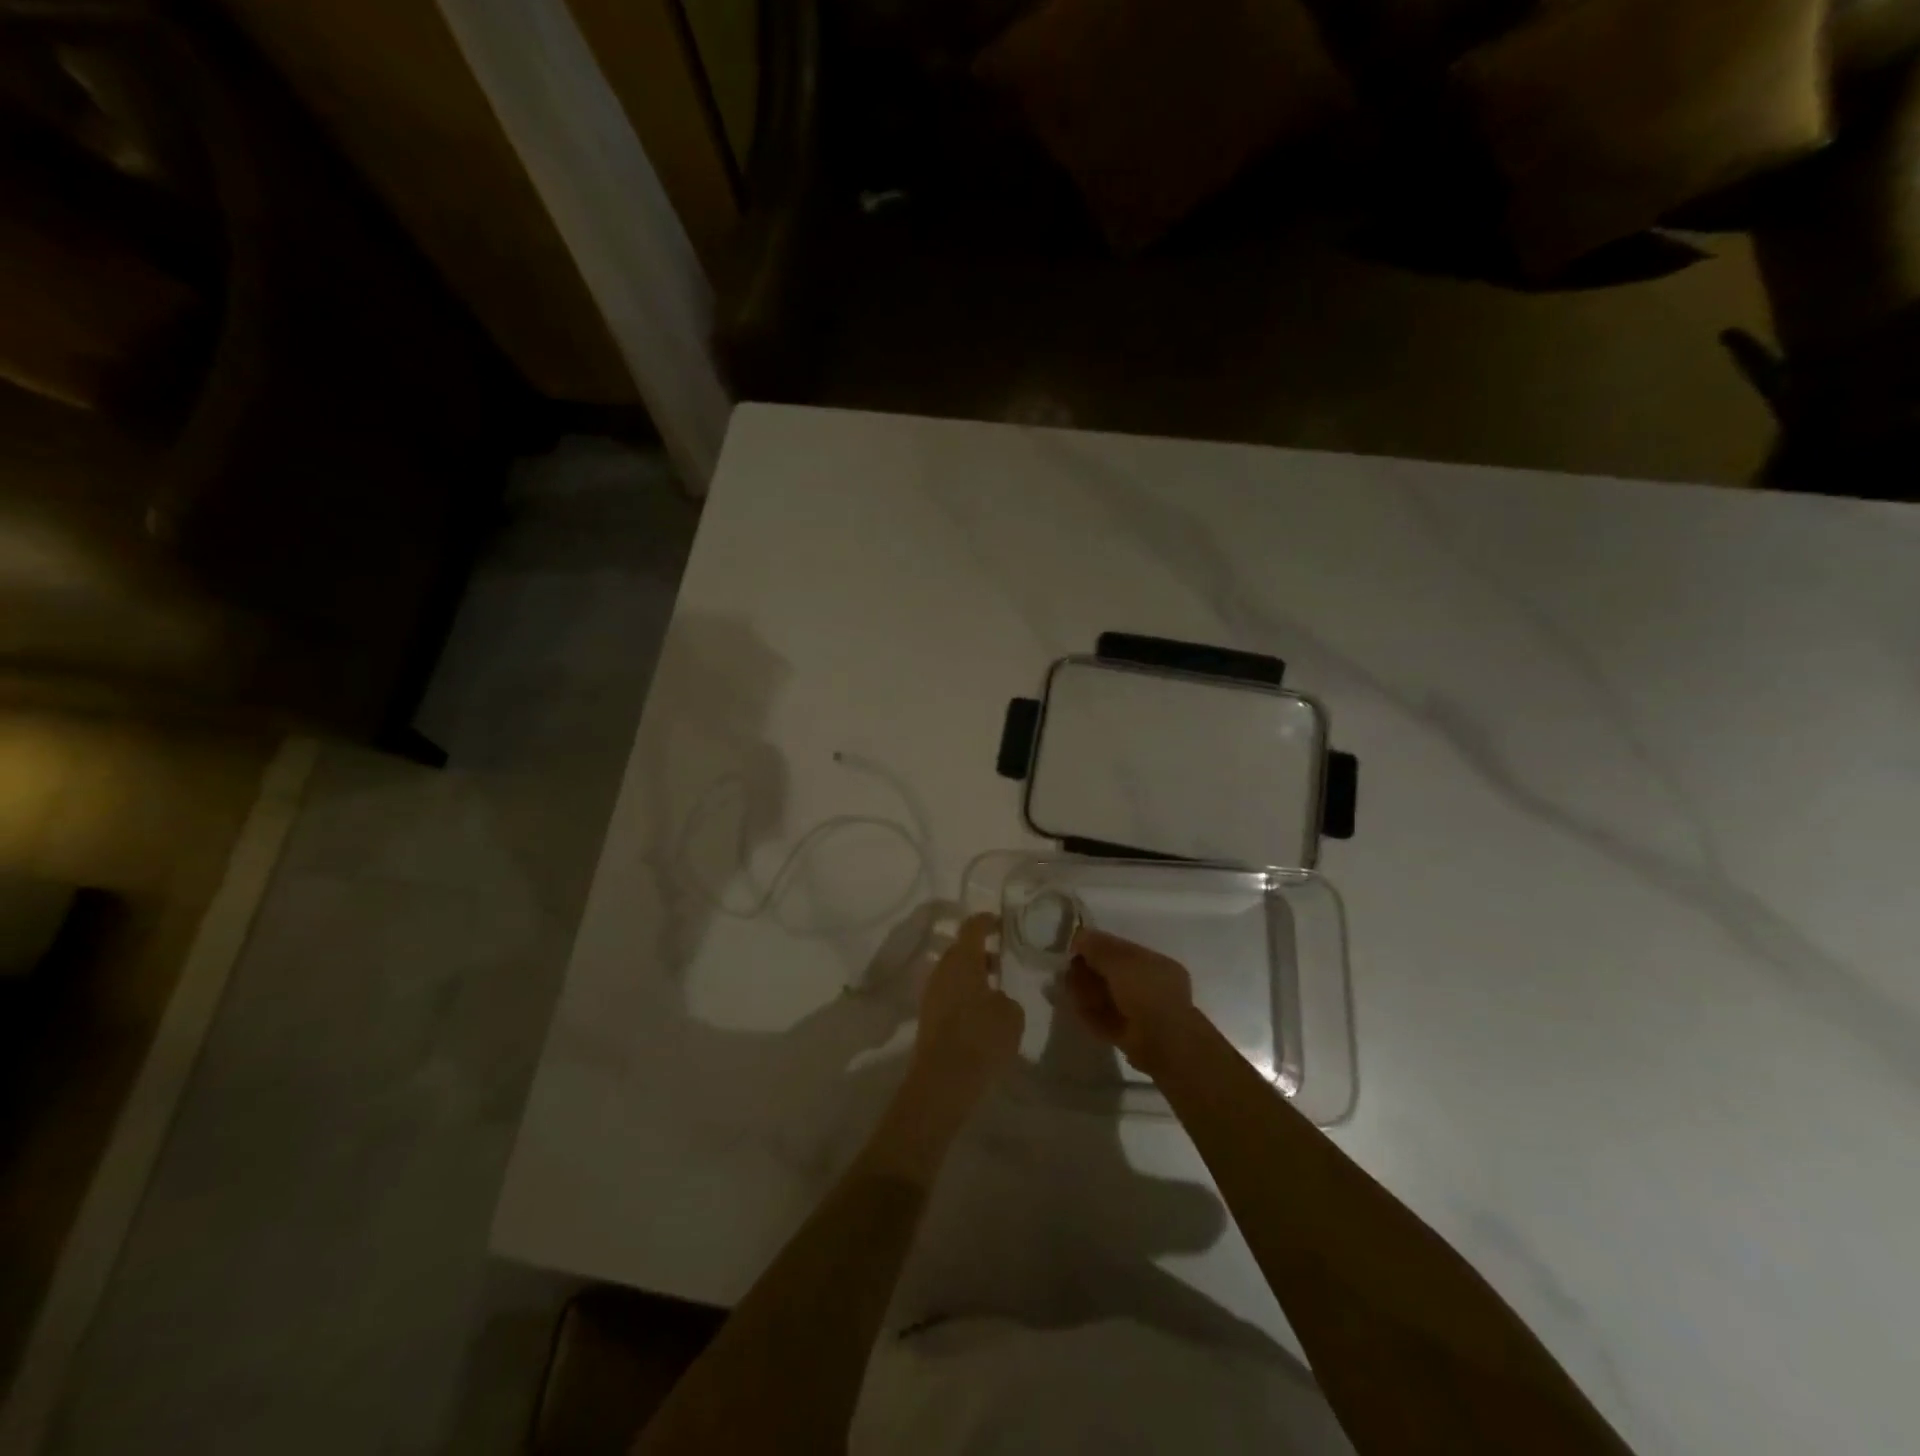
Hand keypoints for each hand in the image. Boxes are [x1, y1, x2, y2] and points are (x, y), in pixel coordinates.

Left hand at [909, 913, 1023, 1106]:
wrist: (943, 1081)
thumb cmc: (981, 1038)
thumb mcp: (1011, 1015)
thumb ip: (1006, 998)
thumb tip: (996, 998)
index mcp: (963, 960)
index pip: (972, 927)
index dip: (987, 921)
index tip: (1000, 922)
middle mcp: (942, 970)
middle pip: (960, 950)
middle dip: (980, 951)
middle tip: (1002, 958)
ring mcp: (931, 994)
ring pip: (953, 973)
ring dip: (972, 975)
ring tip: (996, 989)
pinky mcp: (928, 1017)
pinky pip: (949, 994)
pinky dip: (964, 995)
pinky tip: (981, 1013)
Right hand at [1065, 927, 1200, 1076]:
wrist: (1162, 1043)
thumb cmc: (1146, 992)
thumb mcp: (1119, 960)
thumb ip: (1098, 947)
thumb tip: (1079, 935)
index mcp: (1156, 965)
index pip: (1123, 951)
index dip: (1098, 947)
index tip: (1075, 948)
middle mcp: (1151, 987)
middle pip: (1113, 975)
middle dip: (1090, 970)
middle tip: (1068, 969)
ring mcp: (1141, 1014)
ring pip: (1108, 998)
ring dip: (1086, 991)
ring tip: (1067, 986)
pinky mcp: (1129, 1037)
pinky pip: (1106, 1019)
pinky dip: (1090, 1013)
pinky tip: (1075, 1006)